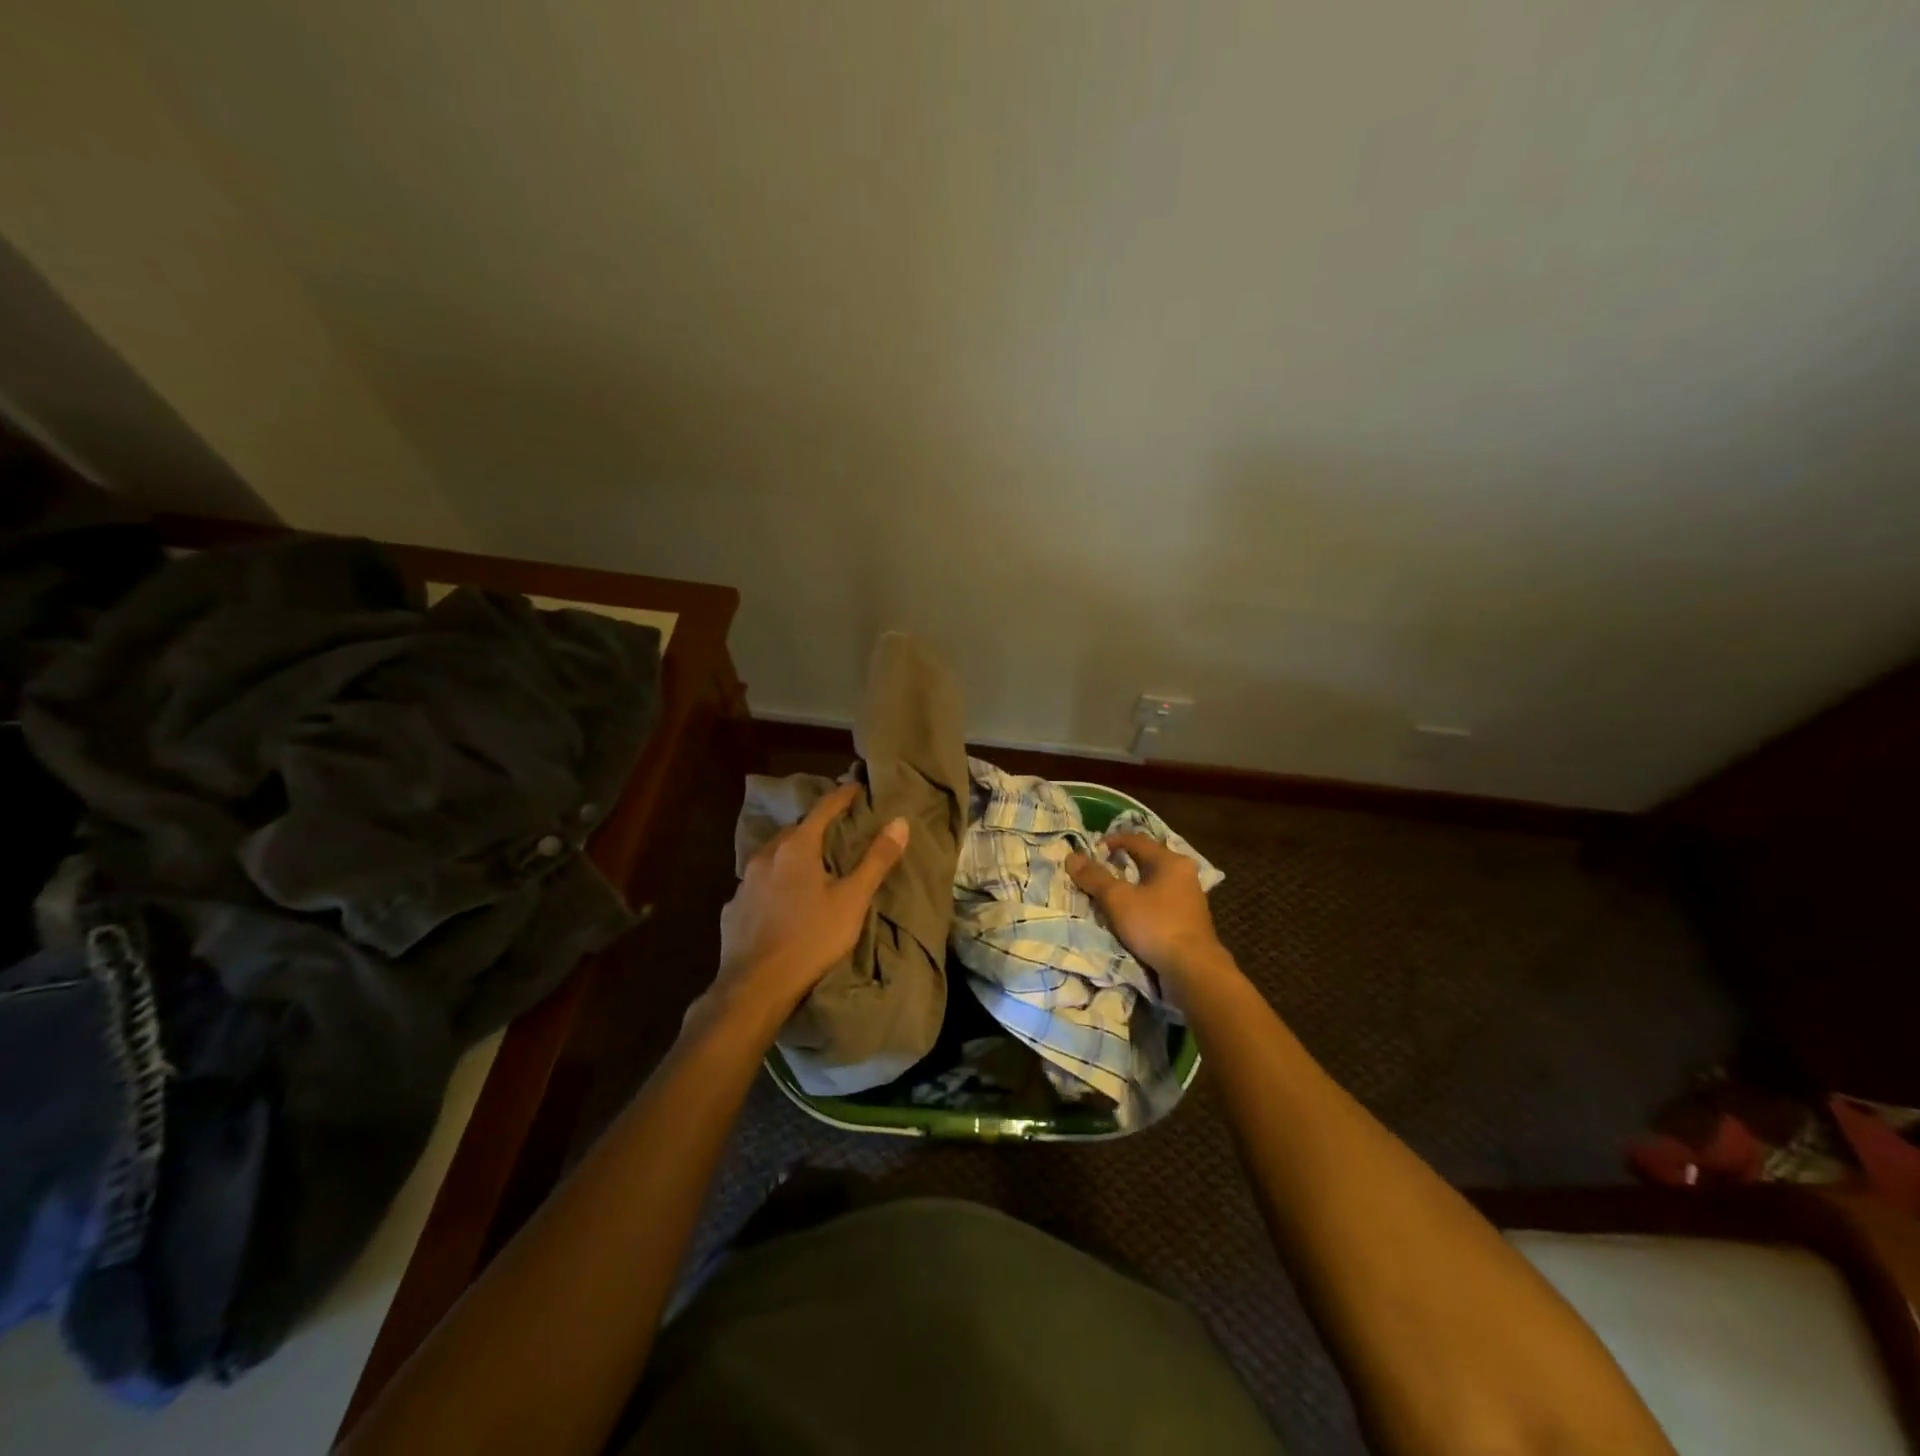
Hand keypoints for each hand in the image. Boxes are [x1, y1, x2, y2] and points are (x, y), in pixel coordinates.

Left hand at [712, 782, 908, 1026]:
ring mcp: (745, 881)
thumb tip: (899, 821)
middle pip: (795, 829)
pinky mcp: (733, 907)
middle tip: (836, 830)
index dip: (842, 796)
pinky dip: (773, 881)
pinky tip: (780, 898)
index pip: (823, 808)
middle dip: (815, 825)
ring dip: (792, 853)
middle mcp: (767, 855)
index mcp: (797, 847)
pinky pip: (758, 883)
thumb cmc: (811, 938)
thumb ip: (876, 860)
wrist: (755, 986)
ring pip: (773, 855)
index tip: (856, 788)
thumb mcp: (852, 899)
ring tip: (809, 863)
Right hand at [1067, 832, 1229, 995]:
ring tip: (1110, 894)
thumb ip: (1095, 877)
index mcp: (1170, 861)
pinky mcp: (1189, 922)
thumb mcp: (1118, 899)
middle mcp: (1184, 875)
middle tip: (1099, 870)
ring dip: (1133, 886)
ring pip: (1154, 884)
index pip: (1137, 840)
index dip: (1111, 841)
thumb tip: (1072, 857)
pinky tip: (1130, 916)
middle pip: (1147, 861)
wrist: (1193, 970)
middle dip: (1122, 864)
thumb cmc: (1156, 925)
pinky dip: (1143, 904)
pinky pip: (1160, 903)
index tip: (1091, 850)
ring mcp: (1190, 900)